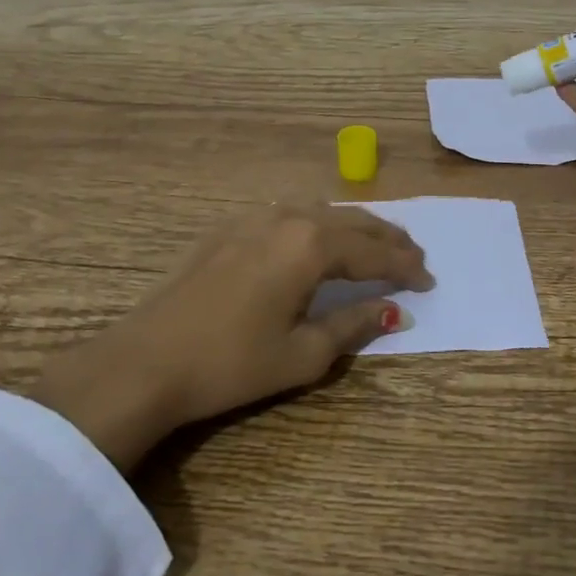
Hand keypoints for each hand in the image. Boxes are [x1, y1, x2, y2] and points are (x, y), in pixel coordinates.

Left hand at [30, 205, 432, 471]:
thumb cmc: (230, 364)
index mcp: (310, 245)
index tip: (429, 282)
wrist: (146, 360)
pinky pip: (290, 213)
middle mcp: (287, 218)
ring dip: (353, 227)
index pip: (373, 252)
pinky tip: (318, 238)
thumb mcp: (301, 355)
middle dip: (387, 240)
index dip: (405, 267)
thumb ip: (353, 327)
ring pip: (320, 211)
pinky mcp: (229, 227)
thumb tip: (394, 312)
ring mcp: (254, 217)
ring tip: (375, 245)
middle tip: (414, 257)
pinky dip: (318, 224)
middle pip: (351, 222)